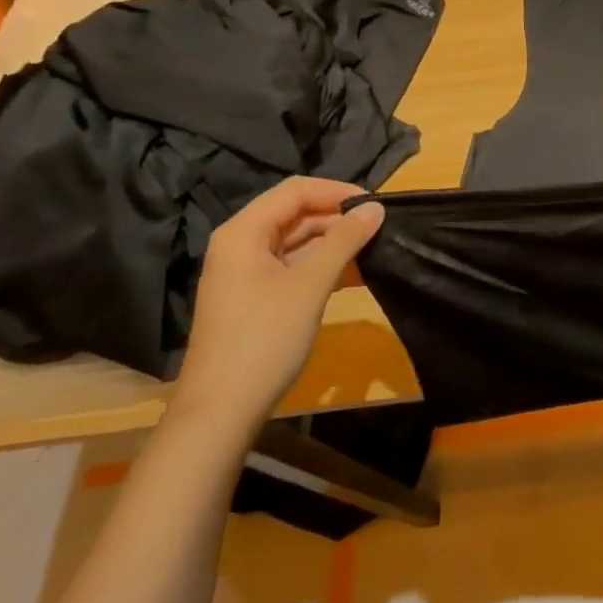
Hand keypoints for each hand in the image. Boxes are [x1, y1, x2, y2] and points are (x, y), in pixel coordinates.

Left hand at [168, 177, 383, 441]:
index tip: (376, 204)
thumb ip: (344, 241)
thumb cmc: (264, 338)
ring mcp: (246, 273)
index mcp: (244, 232)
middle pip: (296, 214)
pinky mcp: (256, 297)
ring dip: (335, 244)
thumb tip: (376, 208)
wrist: (221, 411)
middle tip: (381, 228)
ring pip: (297, 242)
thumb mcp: (310, 285)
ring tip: (375, 249)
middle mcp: (241, 244)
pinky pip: (294, 267)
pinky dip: (323, 266)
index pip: (296, 191)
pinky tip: (355, 275)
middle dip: (338, 218)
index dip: (337, 191)